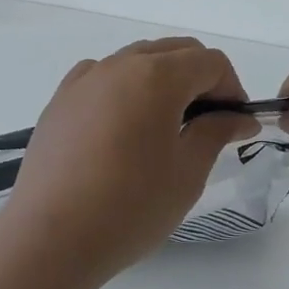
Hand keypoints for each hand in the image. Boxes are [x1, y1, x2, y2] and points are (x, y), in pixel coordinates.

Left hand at [0, 38, 258, 283]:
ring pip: (138, 59)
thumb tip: (239, 117)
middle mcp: (120, 64)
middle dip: (201, 78)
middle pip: (175, 51)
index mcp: (157, 76)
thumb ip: (216, 132)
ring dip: (163, 80)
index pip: (210, 62)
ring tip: (165, 127)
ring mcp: (86, 78)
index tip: (234, 124)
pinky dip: (125, 88)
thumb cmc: (130, 207)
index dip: (231, 88)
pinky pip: (104, 76)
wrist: (50, 238)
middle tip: (208, 124)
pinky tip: (123, 125)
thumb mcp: (187, 172)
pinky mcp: (61, 99)